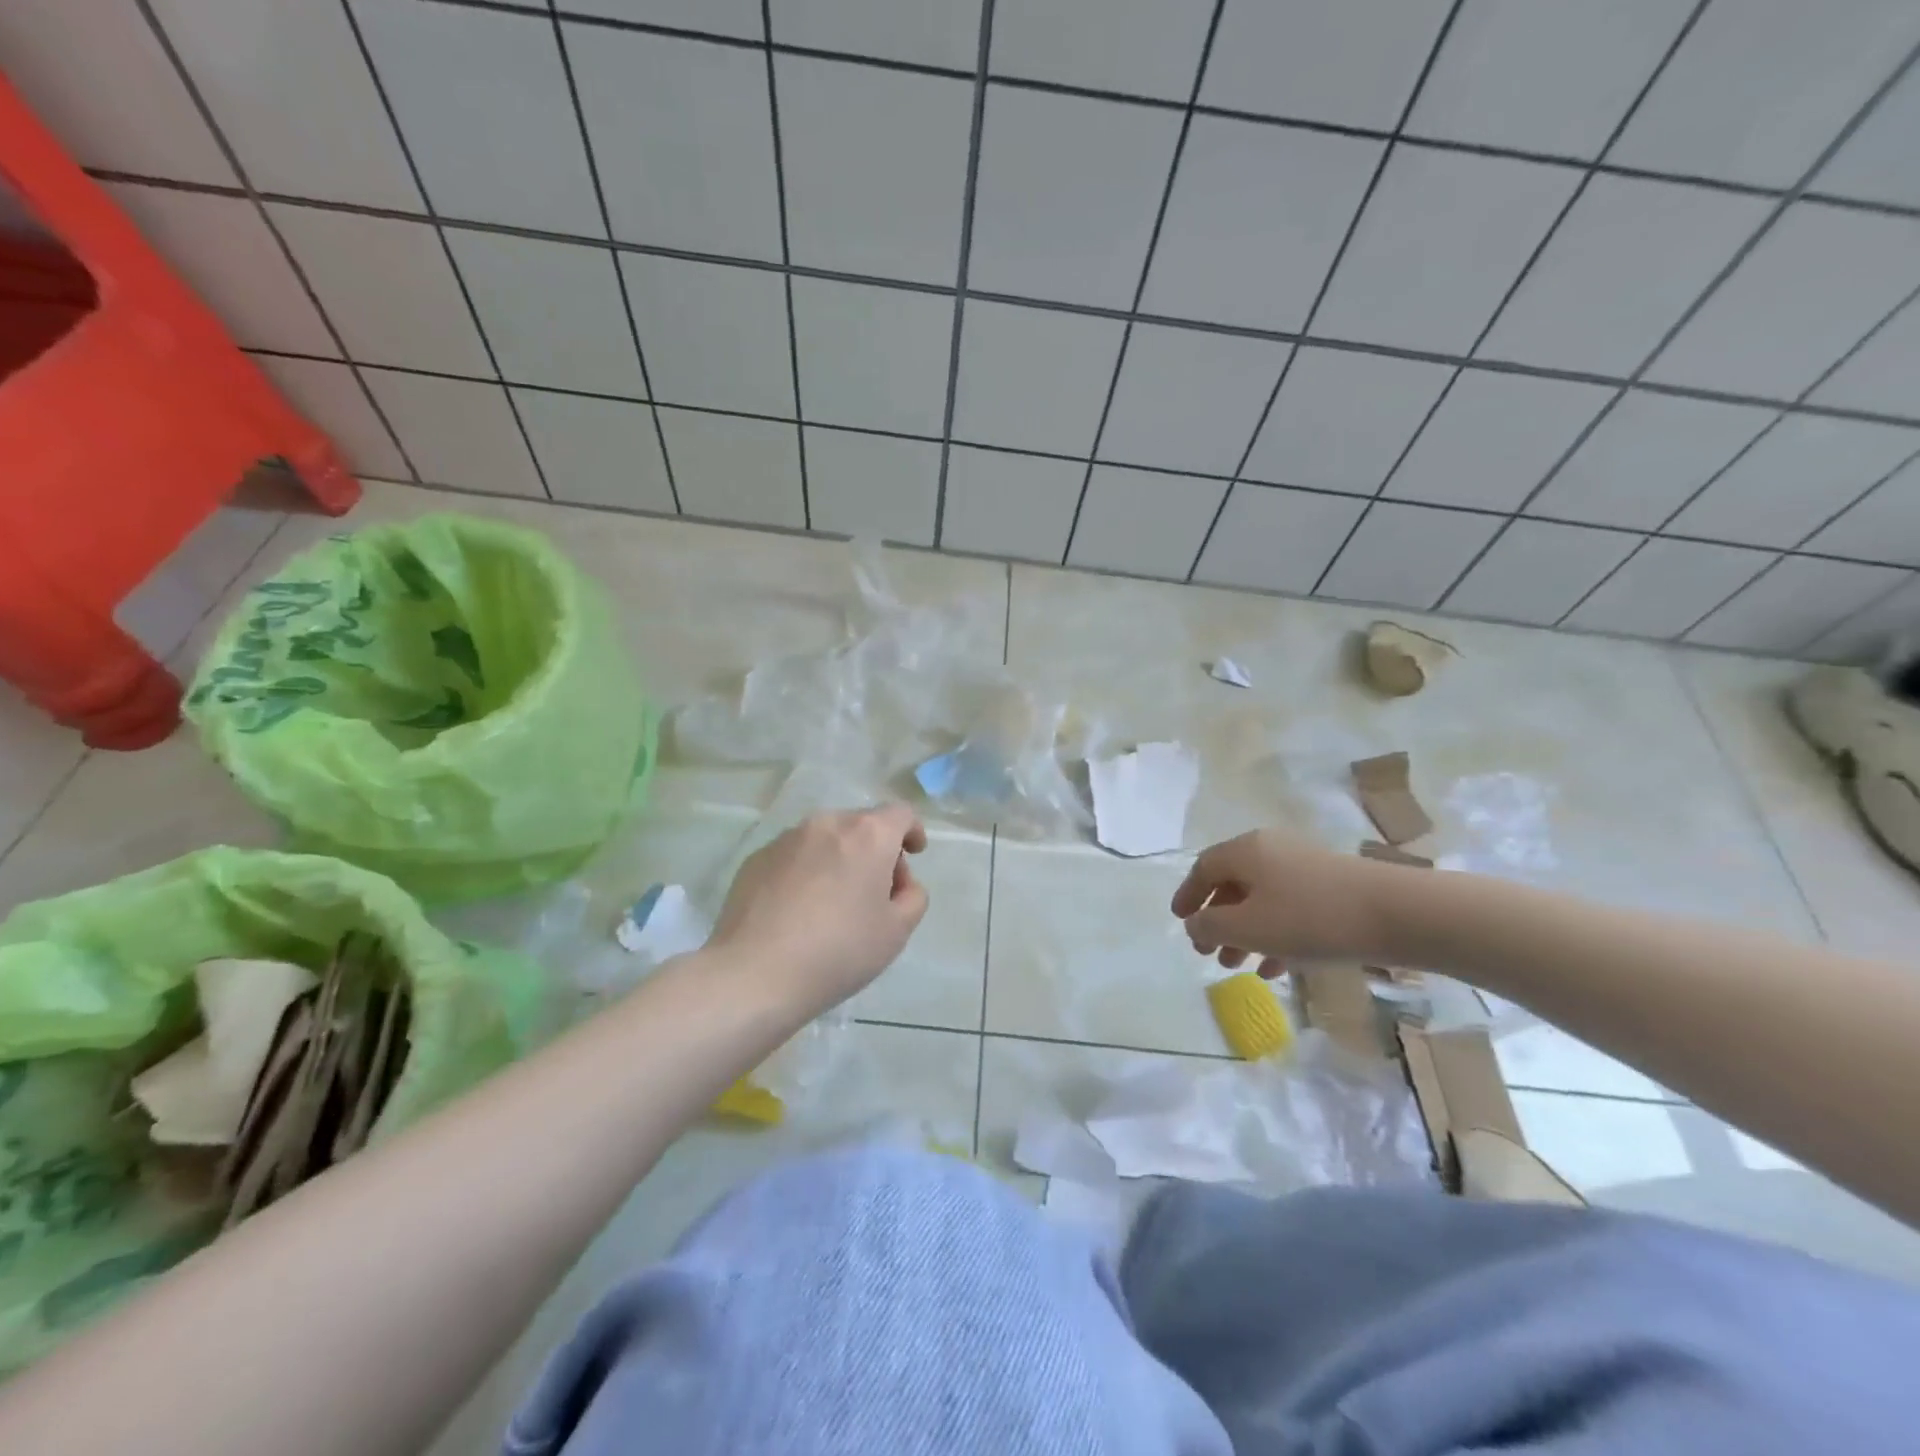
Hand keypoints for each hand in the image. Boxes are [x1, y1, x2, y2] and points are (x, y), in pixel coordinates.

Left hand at [707, 805, 928, 1012]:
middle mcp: (827, 824)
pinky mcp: (757, 858)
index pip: (900, 814)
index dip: (913, 831)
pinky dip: (806, 871)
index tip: (914, 854)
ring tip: (833, 903)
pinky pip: (794, 856)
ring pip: (826, 839)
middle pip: (862, 825)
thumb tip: (900, 883)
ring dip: (839, 859)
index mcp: (868, 835)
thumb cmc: (838, 951)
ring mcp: (787, 838)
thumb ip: (913, 896)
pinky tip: (798, 910)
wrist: (754, 973)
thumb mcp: (897, 932)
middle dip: (876, 850)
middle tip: (876, 892)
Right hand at [1170, 832, 1393, 975]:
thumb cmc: (1310, 917)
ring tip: (1238, 967)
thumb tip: (1193, 925)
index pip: (1204, 868)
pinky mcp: (1332, 889)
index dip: (1188, 895)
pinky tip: (1275, 969)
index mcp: (1246, 851)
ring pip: (1262, 900)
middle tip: (1207, 953)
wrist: (1398, 914)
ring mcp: (1304, 868)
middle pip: (1233, 884)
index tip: (1179, 920)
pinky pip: (1290, 910)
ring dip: (1245, 933)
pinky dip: (1276, 936)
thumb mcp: (1249, 927)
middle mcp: (1272, 851)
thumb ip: (1211, 927)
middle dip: (1217, 921)